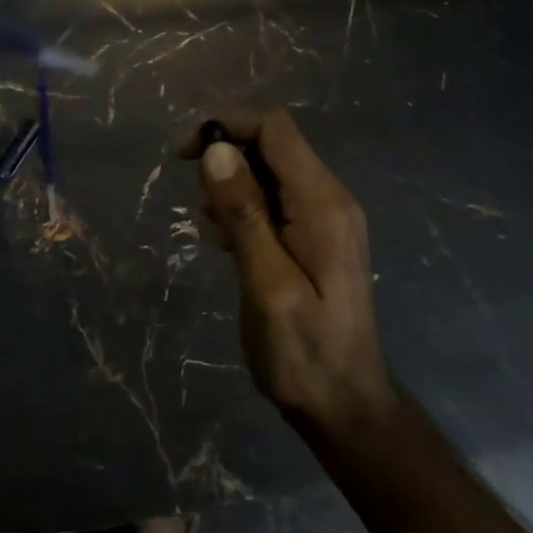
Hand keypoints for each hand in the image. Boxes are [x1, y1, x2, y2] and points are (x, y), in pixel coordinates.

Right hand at [186, 110, 396, 437]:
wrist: (347, 407)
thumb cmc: (304, 352)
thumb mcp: (267, 285)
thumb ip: (245, 214)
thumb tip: (216, 149)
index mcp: (323, 203)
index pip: (275, 128)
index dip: (227, 126)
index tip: (185, 156)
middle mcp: (331, 197)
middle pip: (273, 144)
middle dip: (226, 156)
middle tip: (195, 198)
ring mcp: (328, 217)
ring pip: (272, 170)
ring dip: (233, 184)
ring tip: (210, 228)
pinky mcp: (318, 236)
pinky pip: (277, 198)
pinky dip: (246, 206)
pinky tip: (227, 242)